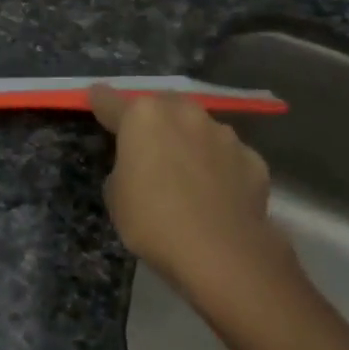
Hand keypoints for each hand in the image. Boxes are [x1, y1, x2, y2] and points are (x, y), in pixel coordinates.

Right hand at [88, 85, 283, 296]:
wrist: (221, 253)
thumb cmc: (153, 221)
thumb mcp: (116, 196)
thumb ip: (124, 167)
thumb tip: (140, 165)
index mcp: (143, 117)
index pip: (112, 102)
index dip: (101, 101)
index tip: (95, 97)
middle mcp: (185, 114)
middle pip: (163, 106)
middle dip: (155, 119)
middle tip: (148, 144)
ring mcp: (224, 135)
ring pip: (200, 128)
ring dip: (190, 142)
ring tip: (187, 173)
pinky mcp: (252, 159)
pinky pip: (228, 157)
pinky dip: (220, 167)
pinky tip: (217, 193)